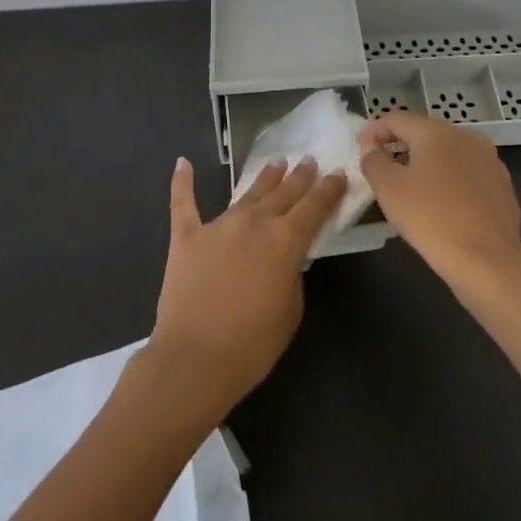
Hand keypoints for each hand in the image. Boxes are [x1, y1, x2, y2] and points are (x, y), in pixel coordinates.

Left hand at [145, 156, 345, 417]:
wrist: (194, 359)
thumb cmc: (252, 345)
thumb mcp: (291, 312)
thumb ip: (292, 275)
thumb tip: (284, 258)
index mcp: (285, 240)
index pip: (315, 206)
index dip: (329, 189)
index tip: (338, 174)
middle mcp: (254, 222)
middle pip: (284, 192)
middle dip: (300, 177)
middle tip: (310, 161)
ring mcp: (218, 225)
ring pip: (247, 193)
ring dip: (265, 177)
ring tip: (277, 162)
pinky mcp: (186, 236)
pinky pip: (184, 203)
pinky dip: (183, 182)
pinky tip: (183, 163)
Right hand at [357, 111, 520, 293]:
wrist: (488, 261)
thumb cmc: (431, 218)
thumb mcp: (388, 188)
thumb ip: (374, 161)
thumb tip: (373, 150)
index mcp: (437, 132)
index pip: (397, 119)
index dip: (373, 130)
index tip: (359, 149)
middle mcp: (466, 137)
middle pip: (424, 134)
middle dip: (399, 146)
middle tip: (380, 167)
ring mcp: (489, 161)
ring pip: (447, 155)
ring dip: (424, 164)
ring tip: (408, 187)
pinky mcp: (502, 187)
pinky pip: (466, 175)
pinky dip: (447, 182)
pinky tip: (440, 205)